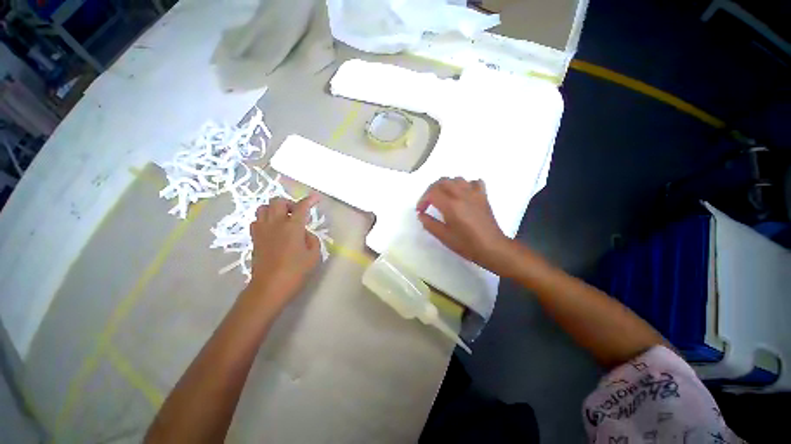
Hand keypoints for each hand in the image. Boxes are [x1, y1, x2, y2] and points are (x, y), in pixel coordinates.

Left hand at [247, 195, 321, 308]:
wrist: (269, 287)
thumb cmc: (295, 272)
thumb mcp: (314, 256)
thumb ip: (313, 240)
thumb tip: (305, 233)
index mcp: (293, 227)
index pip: (302, 207)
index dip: (310, 200)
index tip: (316, 198)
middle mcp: (276, 224)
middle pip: (277, 201)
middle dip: (289, 203)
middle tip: (297, 213)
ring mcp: (262, 230)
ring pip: (263, 208)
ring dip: (275, 209)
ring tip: (284, 218)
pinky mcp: (255, 239)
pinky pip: (257, 220)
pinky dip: (265, 219)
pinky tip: (273, 229)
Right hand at [416, 178, 514, 274]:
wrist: (492, 247)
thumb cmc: (466, 244)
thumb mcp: (444, 236)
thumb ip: (429, 223)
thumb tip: (421, 214)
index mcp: (451, 205)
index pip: (432, 192)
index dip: (422, 200)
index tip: (421, 210)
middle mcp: (462, 194)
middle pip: (442, 181)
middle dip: (432, 190)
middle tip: (429, 202)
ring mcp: (474, 193)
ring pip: (457, 179)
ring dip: (447, 185)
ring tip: (443, 197)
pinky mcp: (483, 196)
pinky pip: (473, 182)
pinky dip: (465, 185)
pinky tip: (463, 194)